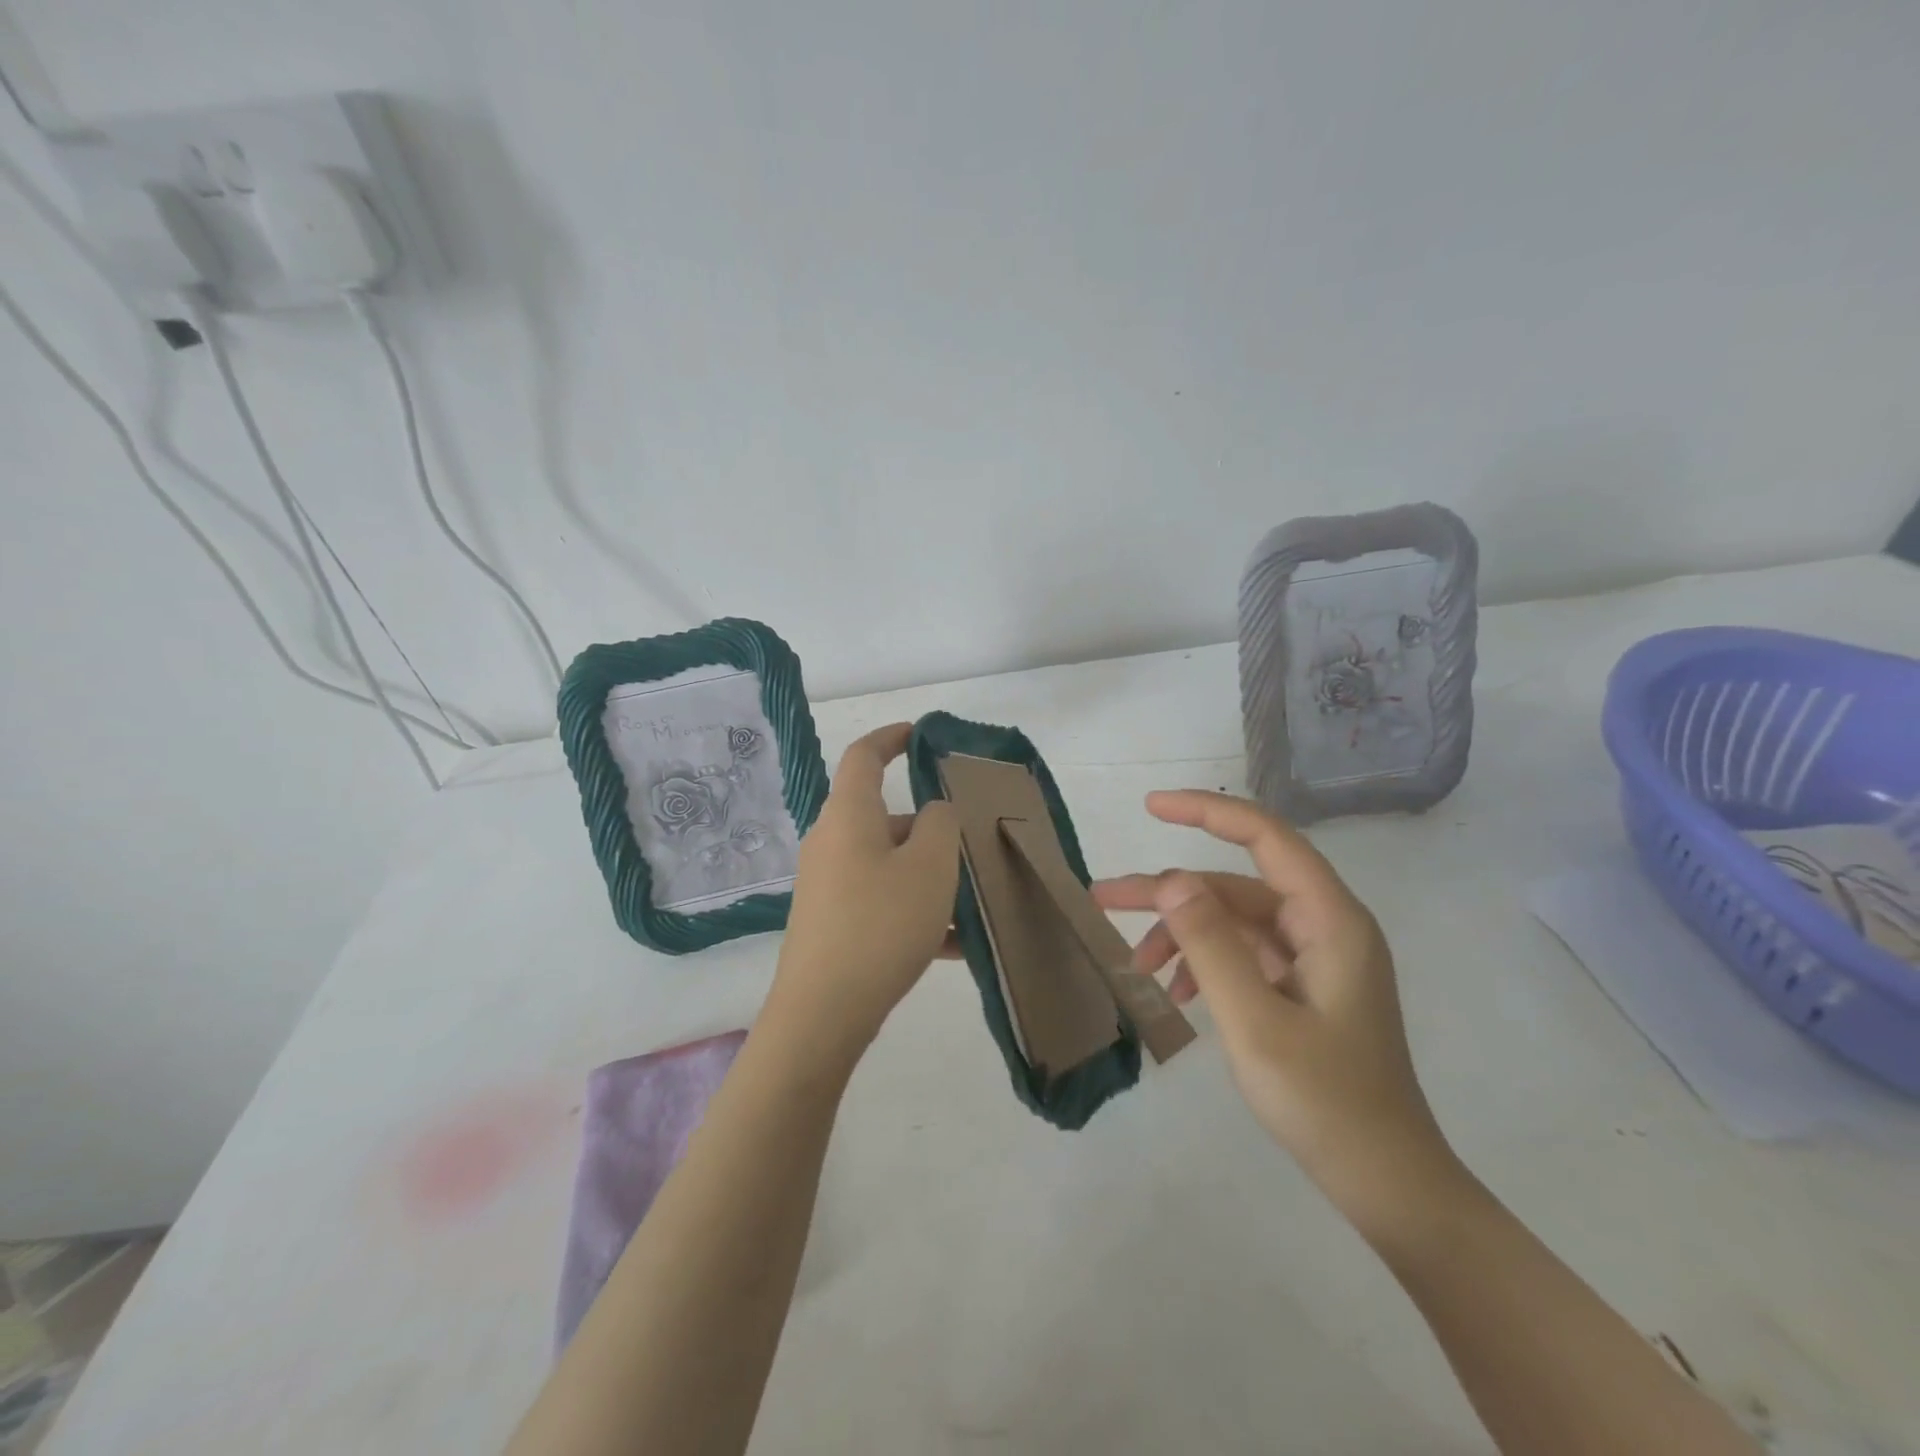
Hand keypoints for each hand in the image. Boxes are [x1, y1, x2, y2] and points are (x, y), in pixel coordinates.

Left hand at [762, 723, 960, 1069]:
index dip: (891, 737)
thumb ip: (940, 825)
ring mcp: (829, 885)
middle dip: (930, 826)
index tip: (920, 734)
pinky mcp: (833, 922)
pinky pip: (882, 901)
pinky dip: (915, 911)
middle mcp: (832, 842)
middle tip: (972, 840)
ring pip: (889, 863)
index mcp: (849, 816)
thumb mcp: (928, 867)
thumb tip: (934, 813)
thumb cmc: (880, 924)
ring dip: (929, 875)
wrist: (823, 1013)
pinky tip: (955, 944)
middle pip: (885, 816)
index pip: (864, 756)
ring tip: (974, 899)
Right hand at [1093, 790, 1456, 1229]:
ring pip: (1233, 920)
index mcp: (1329, 919)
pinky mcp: (1303, 986)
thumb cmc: (1326, 1102)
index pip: (1265, 836)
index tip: (1151, 807)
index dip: (1206, 811)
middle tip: (1103, 899)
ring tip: (1136, 965)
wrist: (1387, 1183)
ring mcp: (1315, 957)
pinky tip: (1178, 993)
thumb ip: (1211, 944)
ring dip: (1181, 934)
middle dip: (1169, 892)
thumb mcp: (1254, 1021)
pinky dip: (1204, 962)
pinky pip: (1243, 953)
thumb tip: (1172, 880)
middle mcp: (1324, 925)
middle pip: (1234, 884)